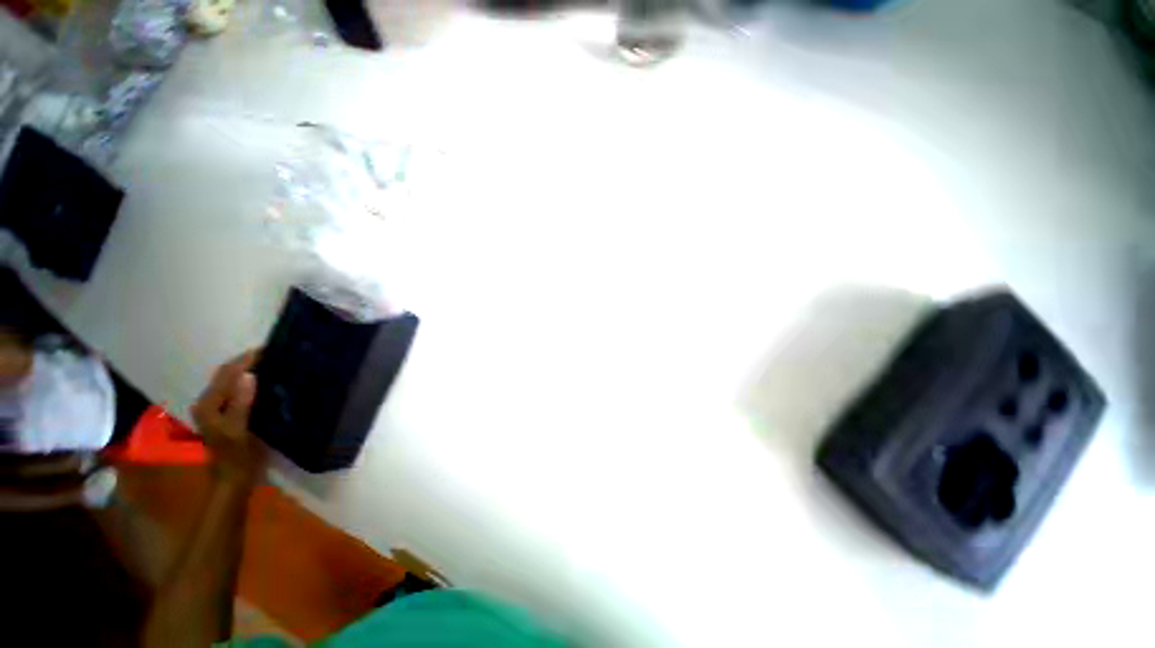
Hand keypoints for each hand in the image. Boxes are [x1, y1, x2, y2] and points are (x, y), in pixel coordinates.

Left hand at [191, 350, 265, 483]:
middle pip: (227, 374)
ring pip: (232, 381)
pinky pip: (237, 389)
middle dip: (248, 362)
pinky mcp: (227, 413)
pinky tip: (266, 380)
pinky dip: (250, 381)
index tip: (271, 348)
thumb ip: (241, 403)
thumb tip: (249, 375)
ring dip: (249, 370)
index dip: (246, 359)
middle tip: (276, 352)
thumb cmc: (237, 457)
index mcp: (208, 405)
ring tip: (274, 362)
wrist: (234, 479)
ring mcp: (217, 408)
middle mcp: (208, 402)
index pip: (226, 373)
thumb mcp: (239, 431)